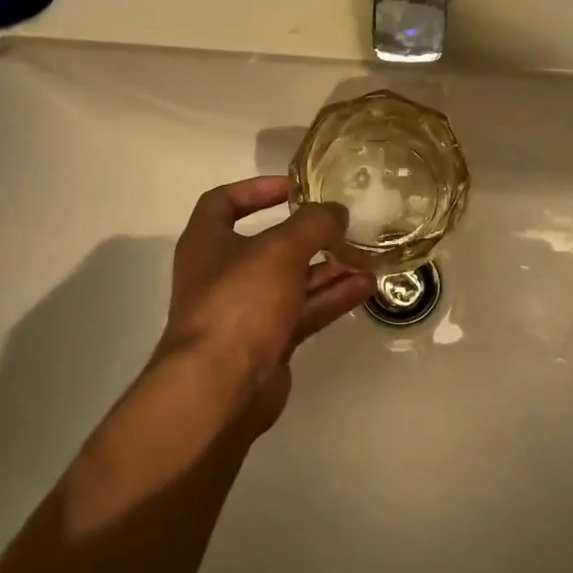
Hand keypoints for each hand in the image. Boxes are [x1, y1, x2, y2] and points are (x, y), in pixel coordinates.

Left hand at [154, 176, 373, 430]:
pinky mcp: (267, 341)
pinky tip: (365, 287)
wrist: (220, 385)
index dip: (257, 189)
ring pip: (291, 280)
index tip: (295, 187)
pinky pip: (302, 311)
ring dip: (326, 267)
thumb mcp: (280, 249)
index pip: (224, 202)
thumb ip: (313, 224)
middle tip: (343, 224)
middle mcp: (222, 273)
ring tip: (365, 255)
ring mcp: (244, 311)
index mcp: (207, 242)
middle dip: (307, 235)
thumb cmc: (240, 300)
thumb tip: (336, 211)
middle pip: (267, 245)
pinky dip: (330, 298)